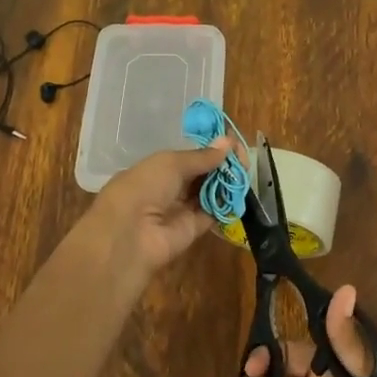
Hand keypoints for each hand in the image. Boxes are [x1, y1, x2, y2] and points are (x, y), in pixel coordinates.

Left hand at [80, 140, 230, 279]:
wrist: (130, 235)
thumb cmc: (144, 187)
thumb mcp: (171, 163)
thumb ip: (202, 156)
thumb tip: (228, 141)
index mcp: (157, 168)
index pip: (189, 156)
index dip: (210, 149)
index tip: (232, 142)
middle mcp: (169, 188)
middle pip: (201, 174)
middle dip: (222, 164)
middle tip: (244, 157)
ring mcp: (181, 209)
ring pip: (209, 192)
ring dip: (227, 182)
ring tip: (246, 170)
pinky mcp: (194, 229)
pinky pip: (213, 213)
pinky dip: (227, 203)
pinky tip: (242, 191)